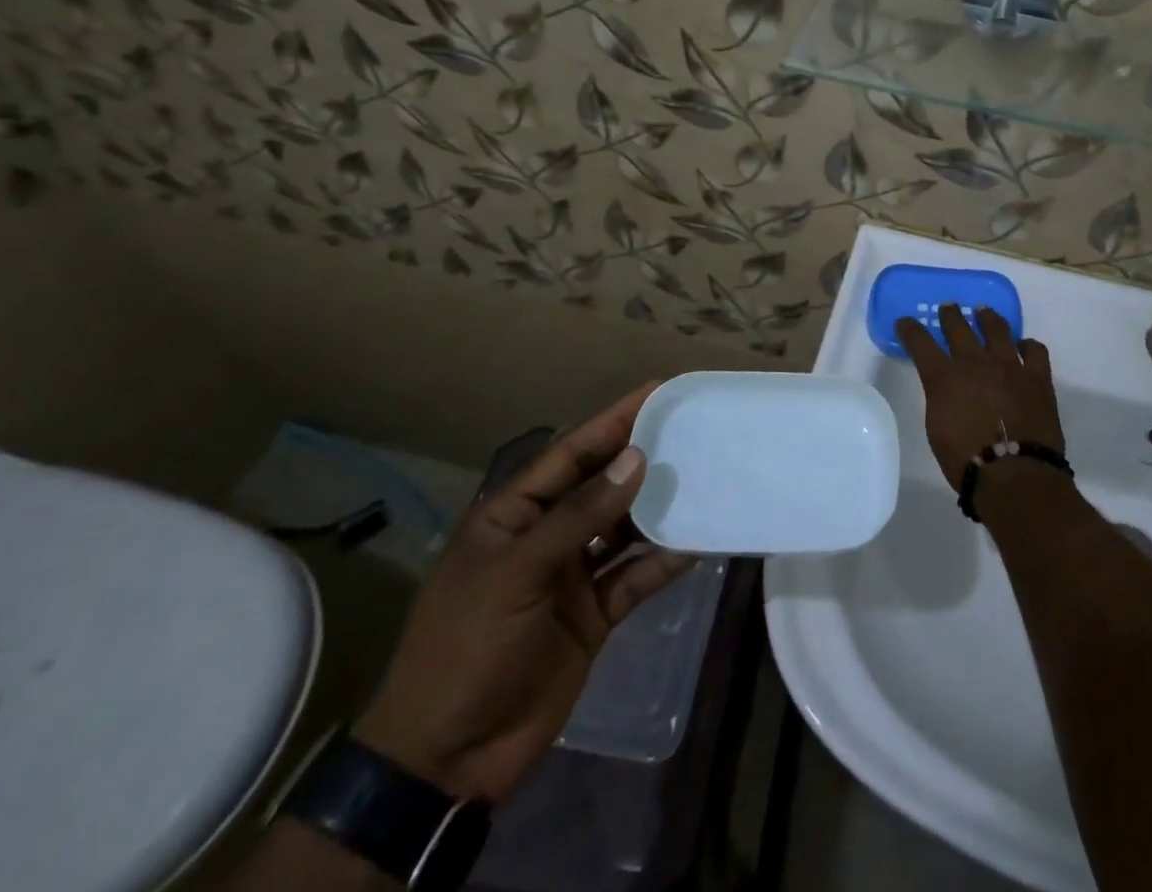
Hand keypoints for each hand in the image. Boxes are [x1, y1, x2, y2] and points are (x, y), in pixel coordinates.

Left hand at [353, 384, 693, 803]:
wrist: (448, 760)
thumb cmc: (467, 648)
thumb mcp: (517, 573)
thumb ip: (579, 515)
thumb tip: (636, 459)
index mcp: (513, 514)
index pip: (570, 453)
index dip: (612, 420)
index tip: (656, 391)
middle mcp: (545, 535)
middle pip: (601, 484)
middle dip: (641, 457)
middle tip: (692, 428)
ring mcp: (571, 575)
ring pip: (624, 527)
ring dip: (658, 507)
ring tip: (703, 476)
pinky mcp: (594, 613)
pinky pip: (636, 575)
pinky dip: (664, 561)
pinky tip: (698, 543)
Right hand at [895, 305, 1063, 491]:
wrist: (1014, 476)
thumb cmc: (966, 461)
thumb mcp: (937, 428)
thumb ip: (941, 399)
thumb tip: (948, 390)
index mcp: (944, 377)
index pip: (920, 342)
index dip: (910, 330)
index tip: (905, 323)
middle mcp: (974, 362)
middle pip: (958, 327)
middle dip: (950, 315)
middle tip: (948, 308)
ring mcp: (1009, 366)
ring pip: (997, 329)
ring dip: (987, 318)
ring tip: (984, 312)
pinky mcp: (1037, 377)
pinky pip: (1034, 350)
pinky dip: (1028, 345)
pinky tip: (1025, 346)